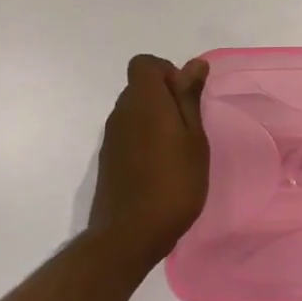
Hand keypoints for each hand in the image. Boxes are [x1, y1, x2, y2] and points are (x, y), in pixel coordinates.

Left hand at [84, 54, 210, 276]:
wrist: (127, 237)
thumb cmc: (172, 183)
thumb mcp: (193, 138)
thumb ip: (189, 98)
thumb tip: (194, 64)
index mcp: (143, 100)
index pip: (144, 64)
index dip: (167, 72)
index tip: (185, 98)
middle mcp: (121, 113)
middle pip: (140, 87)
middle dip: (165, 97)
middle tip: (189, 126)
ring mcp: (111, 138)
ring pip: (134, 112)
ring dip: (155, 120)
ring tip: (178, 150)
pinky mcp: (107, 161)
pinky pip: (128, 135)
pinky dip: (144, 140)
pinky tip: (161, 168)